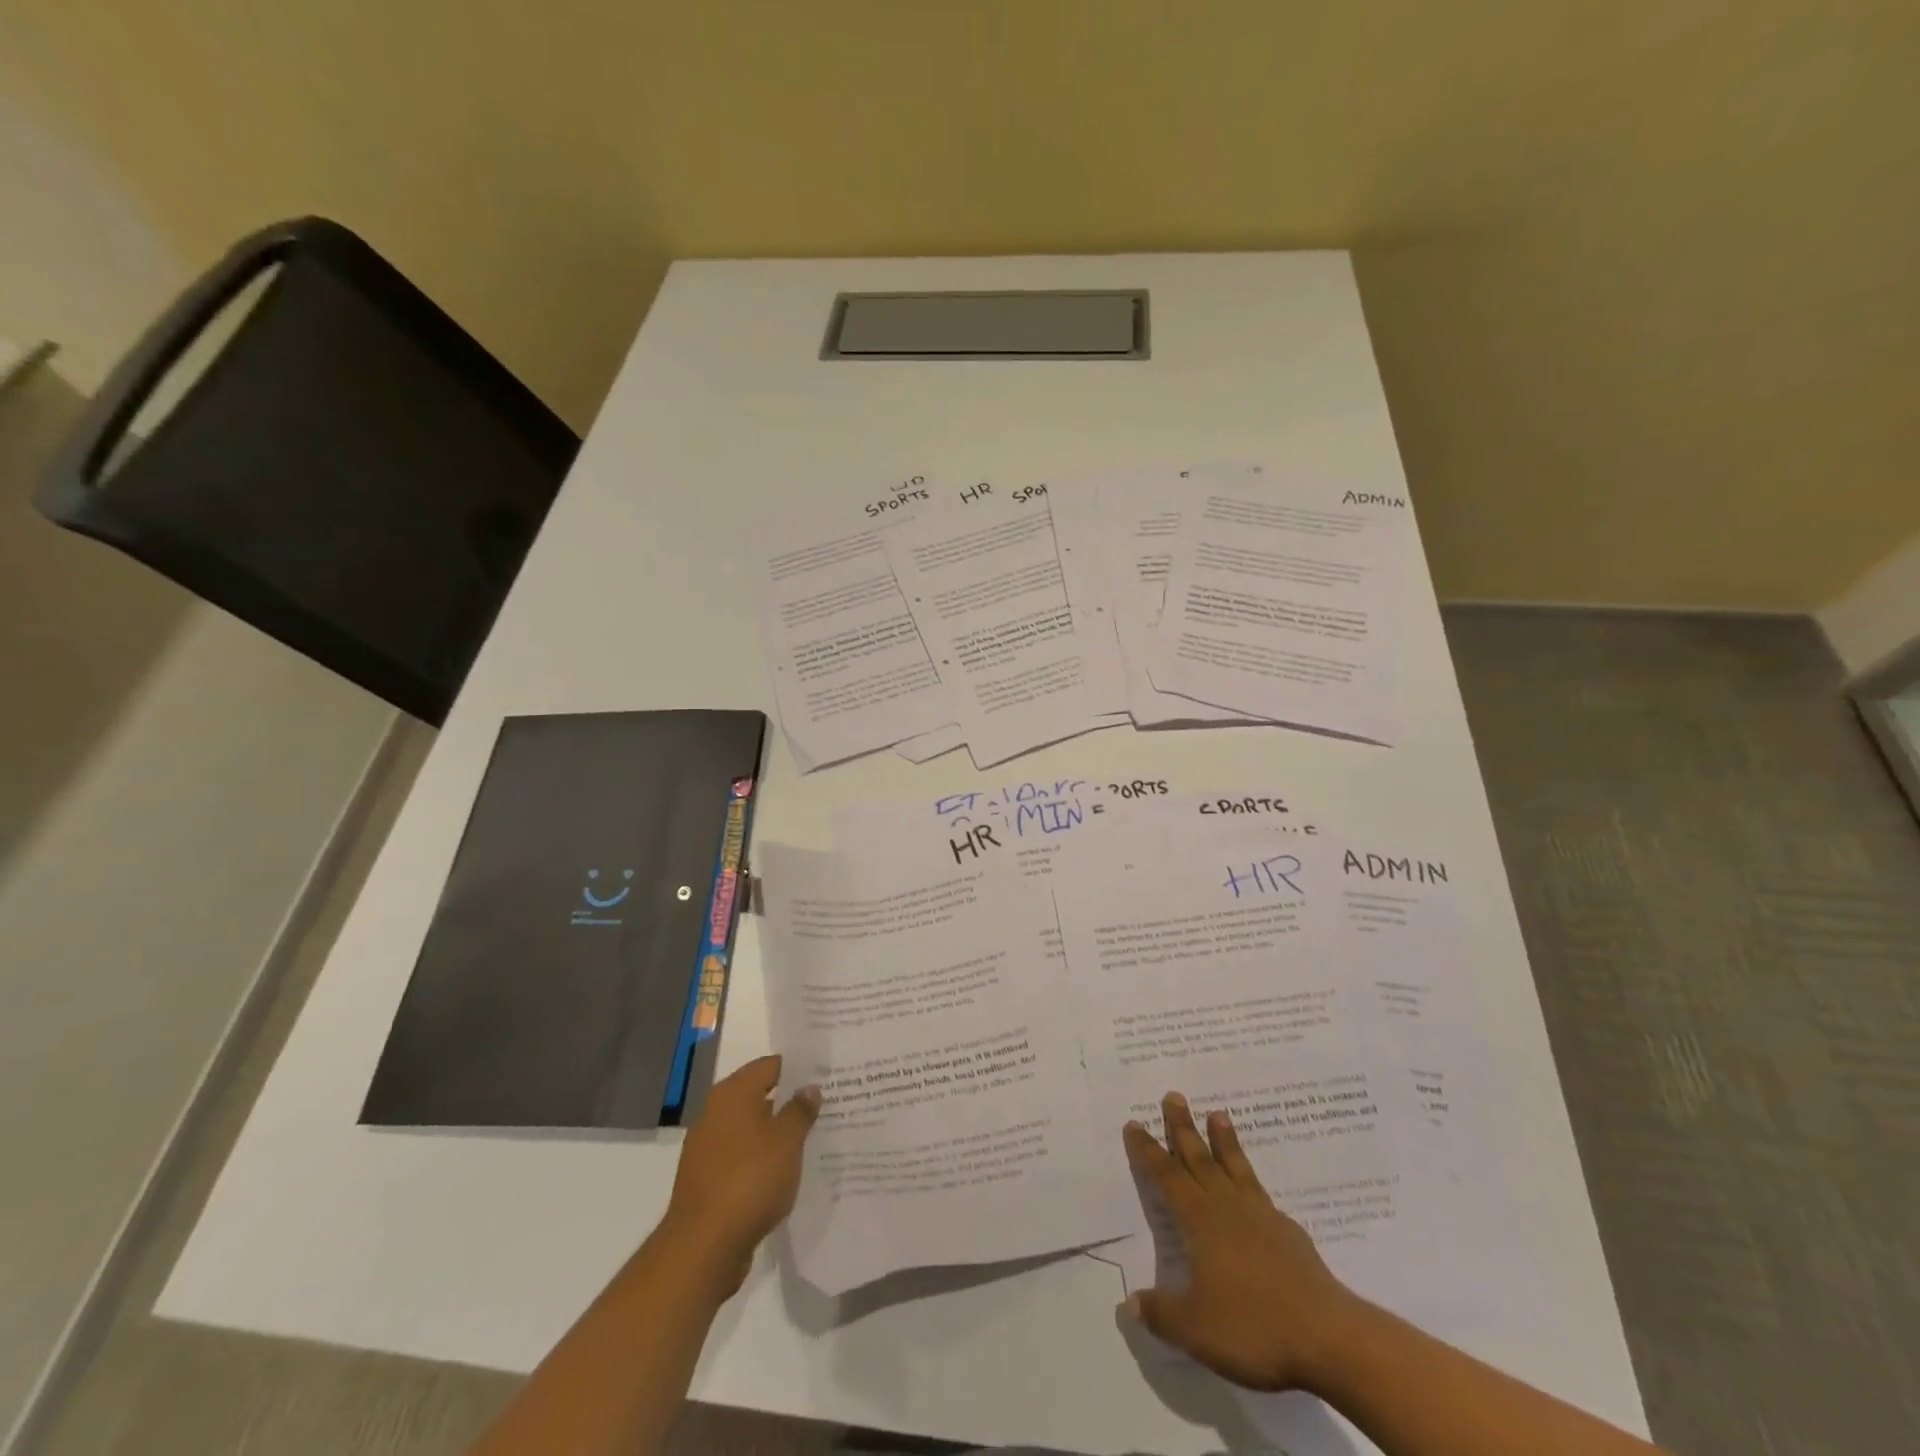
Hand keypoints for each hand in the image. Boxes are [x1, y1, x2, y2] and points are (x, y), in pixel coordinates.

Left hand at [662, 1055, 820, 1295]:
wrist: (703, 1247)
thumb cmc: (749, 1180)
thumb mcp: (787, 1141)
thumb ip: (800, 1110)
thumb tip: (809, 1088)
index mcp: (732, 1093)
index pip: (770, 1065)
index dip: (798, 1068)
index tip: (825, 1075)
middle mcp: (715, 1112)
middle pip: (758, 1095)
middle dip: (789, 1100)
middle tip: (825, 1104)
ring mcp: (708, 1147)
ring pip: (751, 1128)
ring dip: (776, 1132)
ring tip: (812, 1137)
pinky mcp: (707, 1179)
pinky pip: (741, 1156)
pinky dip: (762, 1158)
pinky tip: (785, 1170)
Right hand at [1121, 1092, 1370, 1393]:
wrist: (1328, 1337)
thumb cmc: (1254, 1327)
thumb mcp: (1196, 1329)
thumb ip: (1161, 1313)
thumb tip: (1129, 1303)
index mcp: (1200, 1221)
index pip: (1167, 1177)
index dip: (1149, 1151)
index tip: (1135, 1123)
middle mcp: (1228, 1207)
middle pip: (1200, 1158)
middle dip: (1183, 1127)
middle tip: (1174, 1095)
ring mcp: (1262, 1216)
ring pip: (1235, 1167)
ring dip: (1224, 1140)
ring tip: (1218, 1113)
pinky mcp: (1289, 1233)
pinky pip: (1262, 1193)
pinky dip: (1251, 1180)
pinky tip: (1254, 1189)